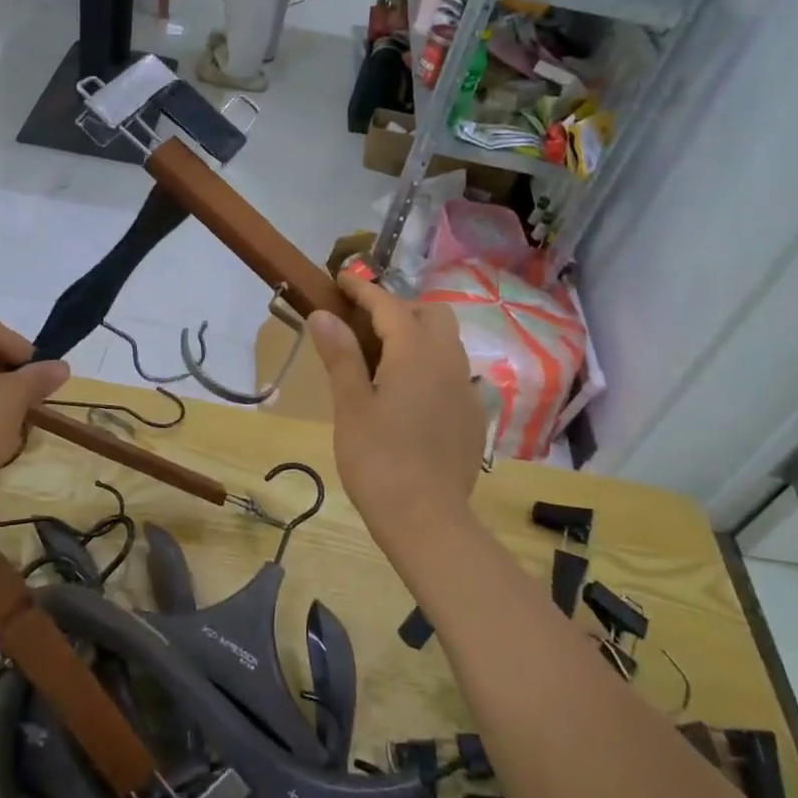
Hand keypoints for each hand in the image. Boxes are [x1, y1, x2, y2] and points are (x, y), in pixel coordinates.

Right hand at [307, 273, 486, 540]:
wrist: (427, 519)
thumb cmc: (378, 459)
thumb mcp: (351, 405)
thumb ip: (340, 355)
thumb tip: (323, 314)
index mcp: (415, 353)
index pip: (389, 304)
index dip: (364, 289)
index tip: (342, 278)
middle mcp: (449, 361)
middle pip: (430, 314)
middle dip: (399, 309)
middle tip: (365, 326)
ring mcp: (467, 389)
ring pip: (448, 342)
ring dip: (419, 336)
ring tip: (386, 358)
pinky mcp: (474, 415)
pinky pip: (455, 373)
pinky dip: (433, 366)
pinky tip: (412, 396)